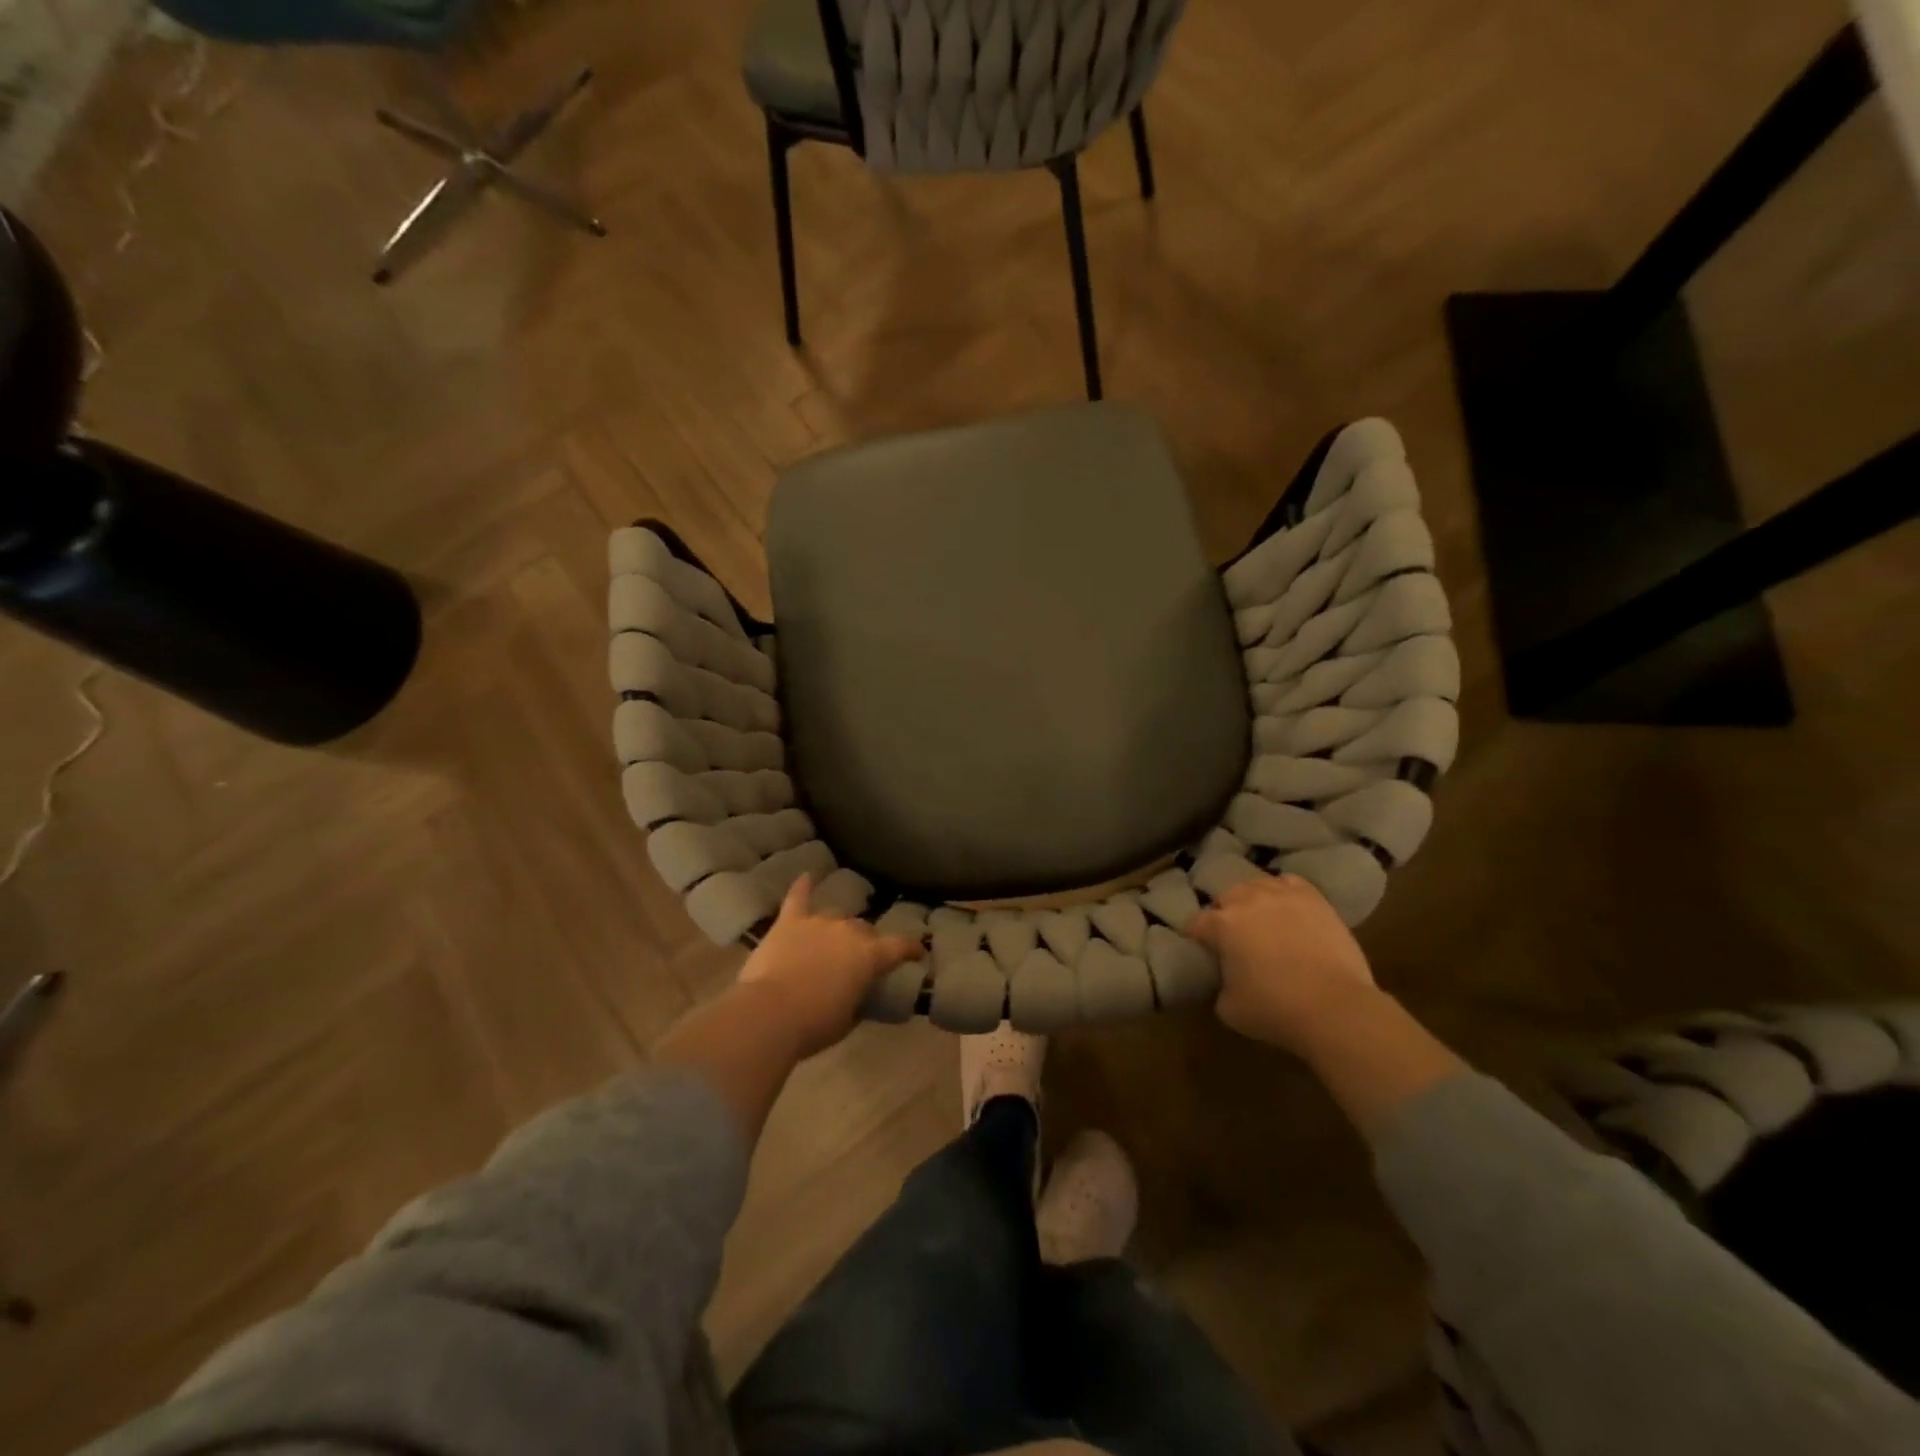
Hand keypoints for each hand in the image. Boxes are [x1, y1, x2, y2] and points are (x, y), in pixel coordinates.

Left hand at [735, 875, 924, 1057]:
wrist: (769, 1013)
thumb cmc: (814, 1024)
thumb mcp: (848, 1019)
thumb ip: (857, 999)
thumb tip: (856, 992)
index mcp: (870, 956)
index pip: (900, 946)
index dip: (912, 948)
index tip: (919, 952)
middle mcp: (848, 931)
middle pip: (864, 930)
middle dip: (865, 943)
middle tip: (858, 960)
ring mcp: (818, 922)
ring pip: (836, 918)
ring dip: (836, 929)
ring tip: (831, 942)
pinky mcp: (789, 922)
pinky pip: (798, 898)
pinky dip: (803, 887)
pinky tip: (806, 876)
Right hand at [1188, 874, 1377, 1054]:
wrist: (1336, 1008)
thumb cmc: (1276, 1009)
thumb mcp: (1229, 1009)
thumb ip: (1219, 986)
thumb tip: (1225, 980)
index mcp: (1222, 924)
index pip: (1197, 923)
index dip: (1198, 938)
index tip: (1205, 952)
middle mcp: (1247, 900)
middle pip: (1226, 898)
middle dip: (1225, 915)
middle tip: (1235, 940)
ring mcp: (1282, 895)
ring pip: (1256, 886)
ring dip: (1253, 901)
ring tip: (1262, 921)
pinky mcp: (1313, 899)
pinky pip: (1289, 883)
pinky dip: (1283, 892)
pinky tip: (1287, 909)